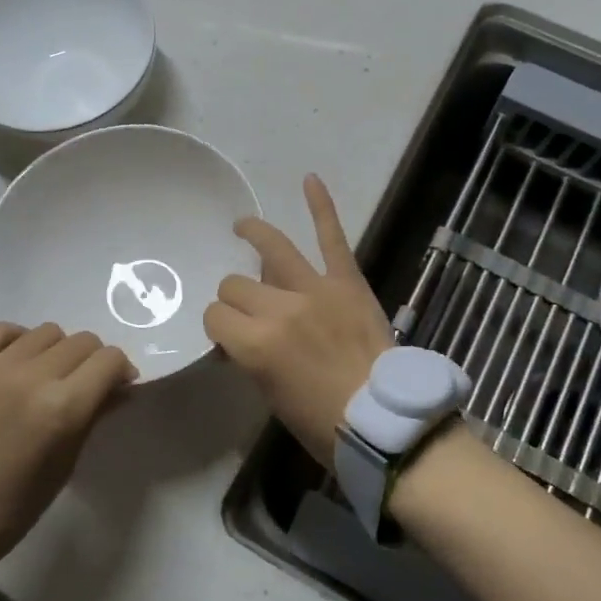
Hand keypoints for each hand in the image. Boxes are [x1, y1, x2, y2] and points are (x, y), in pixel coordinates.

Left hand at [0, 322, 133, 569]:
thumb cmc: (11, 507)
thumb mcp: (65, 466)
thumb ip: (94, 416)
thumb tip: (120, 386)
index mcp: (62, 409)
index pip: (109, 360)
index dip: (119, 370)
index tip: (115, 384)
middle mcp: (31, 378)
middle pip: (82, 341)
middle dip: (91, 361)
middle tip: (80, 383)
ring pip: (46, 332)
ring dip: (55, 351)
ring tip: (42, 374)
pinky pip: (0, 331)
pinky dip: (16, 341)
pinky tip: (13, 363)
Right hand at [203, 174, 392, 464]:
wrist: (385, 420)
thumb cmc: (322, 421)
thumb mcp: (270, 395)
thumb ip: (250, 356)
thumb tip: (239, 335)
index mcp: (256, 344)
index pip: (215, 316)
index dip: (218, 326)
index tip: (229, 337)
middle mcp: (279, 309)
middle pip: (236, 284)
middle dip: (235, 298)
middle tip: (248, 310)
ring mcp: (315, 288)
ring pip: (271, 250)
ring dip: (254, 235)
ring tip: (243, 228)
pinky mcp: (346, 280)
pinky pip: (331, 237)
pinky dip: (321, 206)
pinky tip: (309, 180)